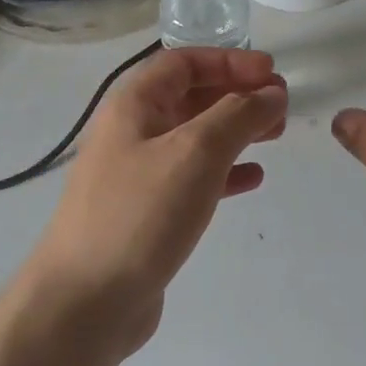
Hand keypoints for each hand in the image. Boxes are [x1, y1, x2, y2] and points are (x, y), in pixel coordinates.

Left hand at [18, 47, 286, 356]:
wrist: (84, 304)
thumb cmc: (141, 213)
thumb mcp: (197, 152)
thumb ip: (240, 115)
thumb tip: (272, 92)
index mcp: (134, 105)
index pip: (184, 62)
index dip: (230, 61)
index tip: (271, 72)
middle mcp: (132, 132)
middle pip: (192, 96)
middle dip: (238, 95)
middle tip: (281, 105)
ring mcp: (137, 174)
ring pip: (196, 137)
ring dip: (236, 131)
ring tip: (276, 136)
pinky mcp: (147, 212)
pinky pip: (192, 177)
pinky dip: (224, 171)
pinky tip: (252, 178)